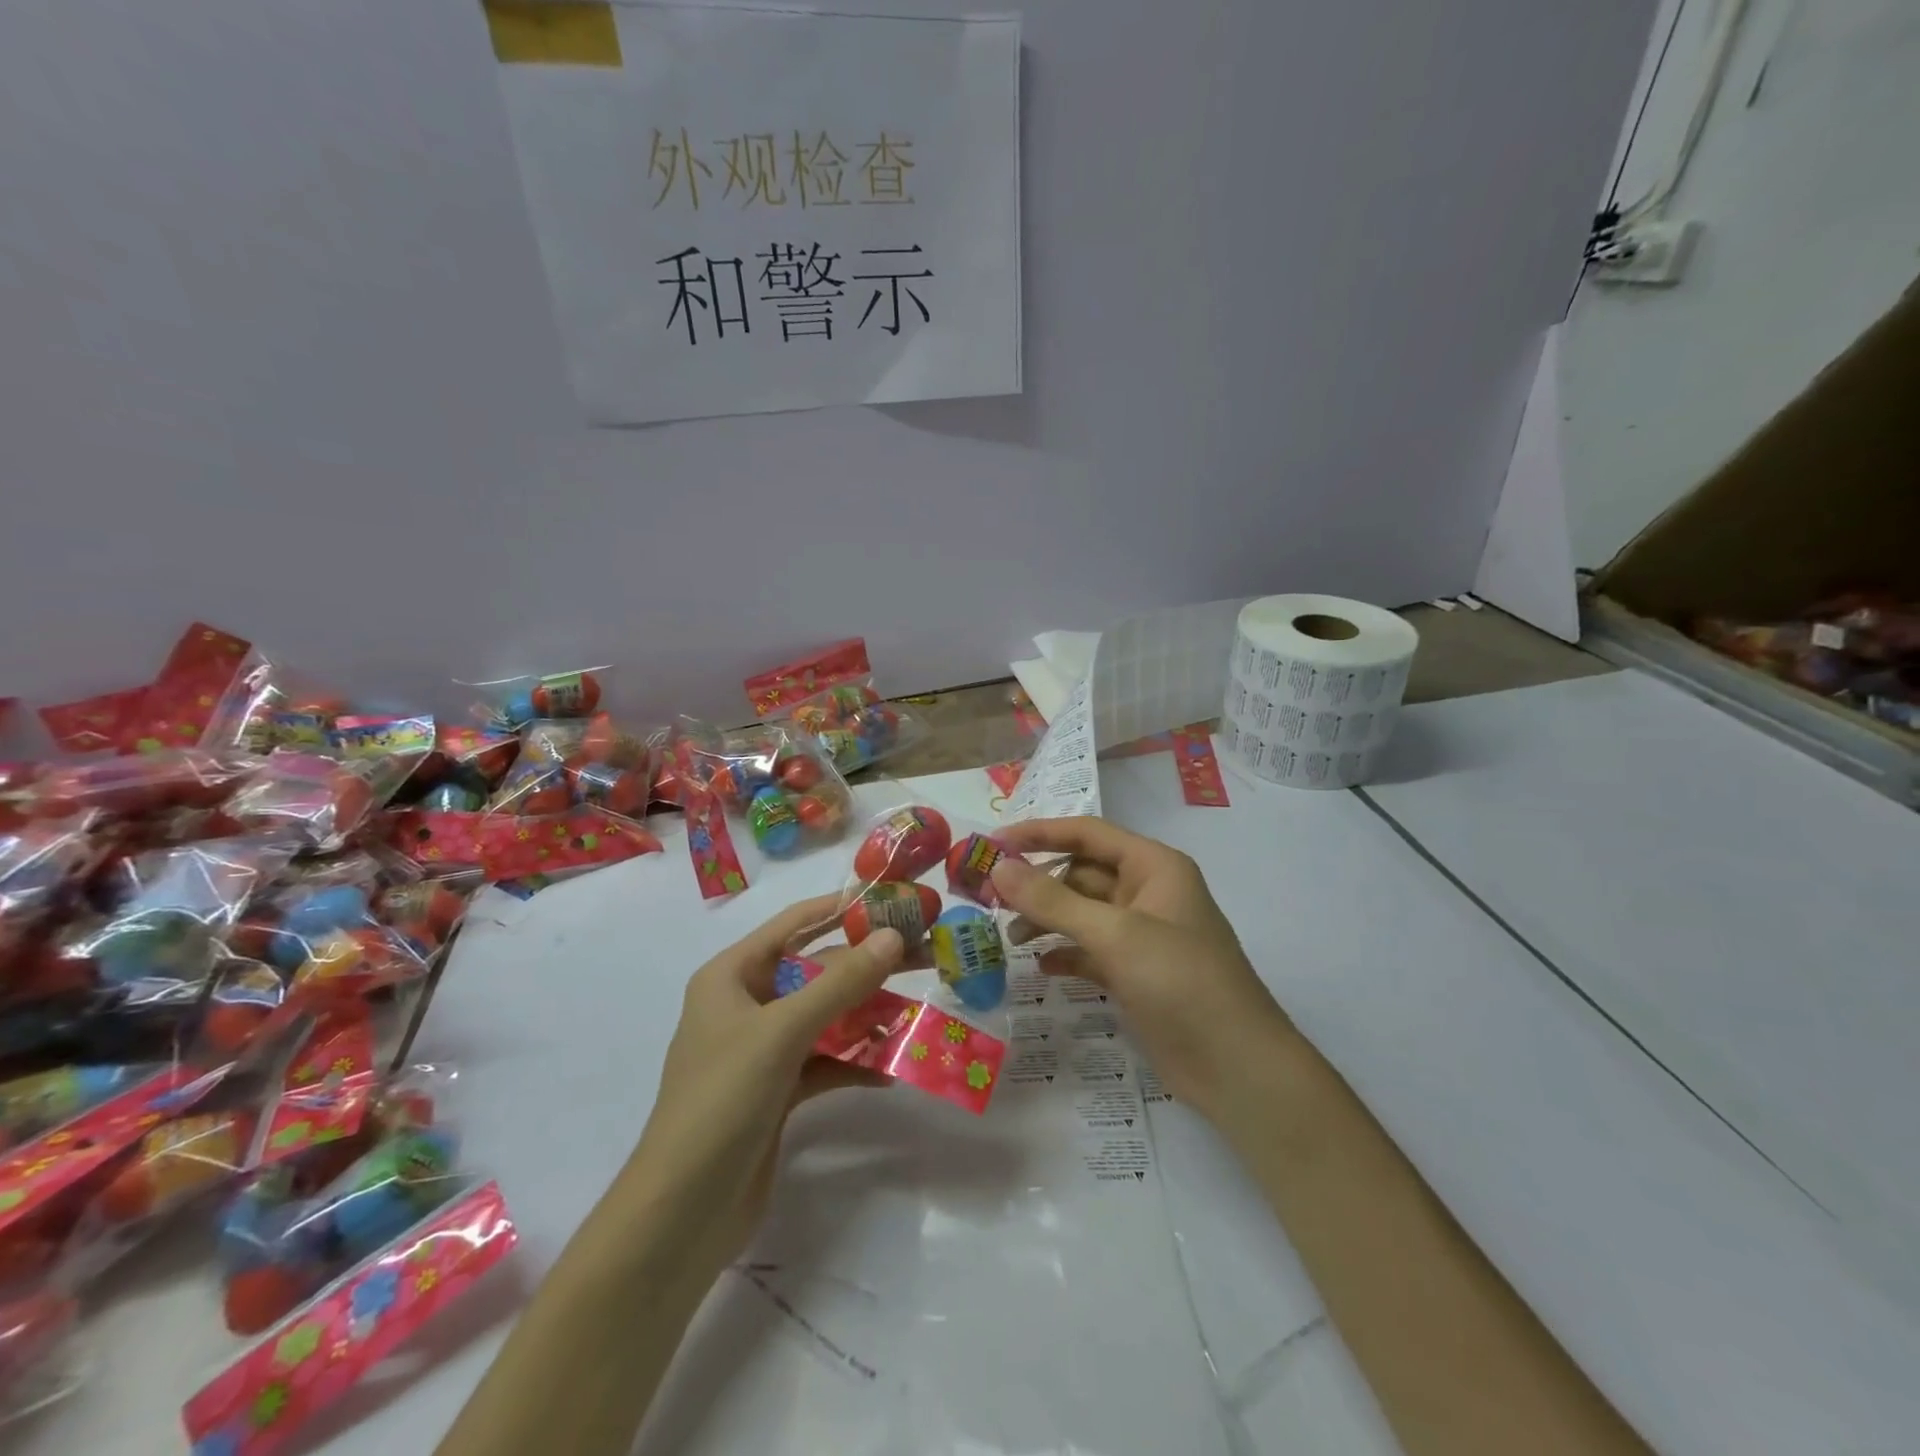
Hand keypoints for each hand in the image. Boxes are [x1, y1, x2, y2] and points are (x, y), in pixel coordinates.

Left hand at [626, 896, 905, 1282]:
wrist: (682, 1216)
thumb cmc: (723, 1101)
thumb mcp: (783, 1032)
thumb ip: (840, 982)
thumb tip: (892, 936)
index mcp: (731, 976)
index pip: (793, 924)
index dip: (841, 909)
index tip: (893, 900)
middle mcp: (746, 1005)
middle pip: (816, 972)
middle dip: (866, 966)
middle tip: (923, 956)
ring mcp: (761, 1051)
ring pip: (825, 1017)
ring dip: (867, 1016)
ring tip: (917, 1013)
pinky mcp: (777, 1092)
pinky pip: (824, 1062)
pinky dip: (855, 1063)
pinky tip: (891, 1070)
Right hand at [990, 818, 1295, 1126]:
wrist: (1237, 1068)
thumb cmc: (1181, 982)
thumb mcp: (1115, 935)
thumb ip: (1053, 900)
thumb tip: (998, 868)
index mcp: (1153, 866)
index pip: (1087, 834)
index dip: (1038, 834)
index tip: (991, 843)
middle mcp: (1147, 892)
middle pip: (1080, 873)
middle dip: (1037, 882)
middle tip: (988, 897)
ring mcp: (1142, 935)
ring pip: (1082, 913)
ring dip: (1046, 919)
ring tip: (1009, 937)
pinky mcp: (1135, 973)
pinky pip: (1089, 950)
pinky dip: (1064, 953)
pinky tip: (1040, 966)